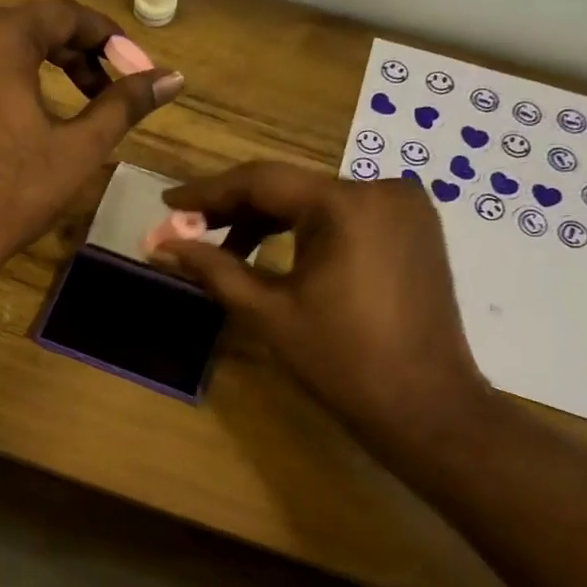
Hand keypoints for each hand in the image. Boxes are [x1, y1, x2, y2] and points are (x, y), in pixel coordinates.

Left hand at [0, 0, 183, 277]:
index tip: (129, 65)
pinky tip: (3, 122)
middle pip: (24, 26)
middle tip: (98, 90)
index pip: (64, 15)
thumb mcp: (77, 150)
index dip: (105, 37)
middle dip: (68, 53)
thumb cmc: (9, 194)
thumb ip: (124, 105)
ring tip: (55, 106)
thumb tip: (172, 77)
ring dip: (28, 66)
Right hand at [157, 163, 491, 449]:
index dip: (207, 192)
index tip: (167, 201)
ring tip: (227, 250)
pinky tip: (276, 252)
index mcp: (345, 204)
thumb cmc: (341, 361)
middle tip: (189, 229)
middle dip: (235, 209)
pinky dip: (306, 229)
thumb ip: (213, 269)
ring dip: (269, 220)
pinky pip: (345, 215)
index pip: (261, 181)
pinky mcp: (414, 228)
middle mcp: (381, 189)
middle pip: (290, 188)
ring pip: (316, 200)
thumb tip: (162, 243)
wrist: (424, 405)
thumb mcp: (267, 312)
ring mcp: (405, 206)